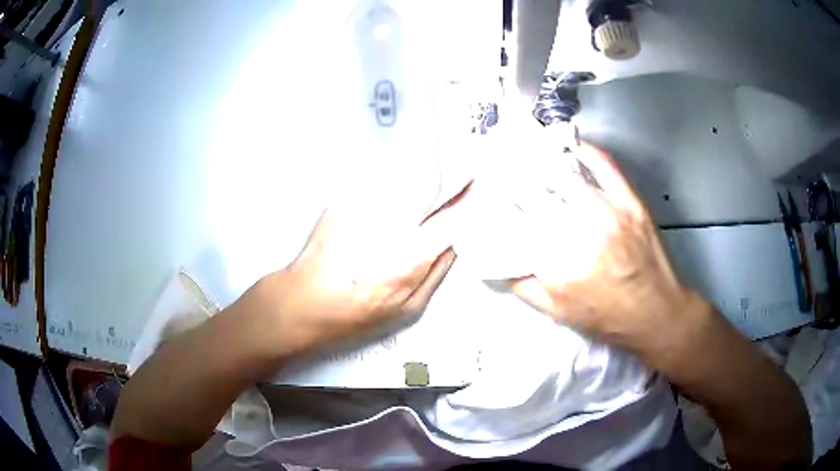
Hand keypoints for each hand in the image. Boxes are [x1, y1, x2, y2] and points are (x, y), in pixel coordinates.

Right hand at [237, 201, 458, 355]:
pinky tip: (414, 272)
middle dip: (445, 255)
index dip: (442, 238)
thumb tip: (346, 201)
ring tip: (442, 247)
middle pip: (429, 281)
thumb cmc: (291, 301)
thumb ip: (333, 228)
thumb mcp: (312, 259)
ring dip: (434, 272)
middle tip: (454, 229)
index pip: (423, 263)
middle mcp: (388, 313)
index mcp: (379, 296)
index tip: (456, 215)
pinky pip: (408, 303)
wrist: (271, 334)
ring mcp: (381, 323)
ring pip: (421, 295)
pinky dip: (419, 285)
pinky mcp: (371, 326)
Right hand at [512, 143, 696, 352]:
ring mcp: (607, 215)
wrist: (655, 314)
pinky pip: (605, 167)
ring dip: (545, 166)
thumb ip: (525, 288)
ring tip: (535, 161)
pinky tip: (575, 149)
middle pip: (537, 195)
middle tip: (511, 176)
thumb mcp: (558, 313)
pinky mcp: (629, 204)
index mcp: (557, 265)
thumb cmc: (608, 317)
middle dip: (519, 183)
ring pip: (565, 176)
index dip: (504, 207)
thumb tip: (503, 264)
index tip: (497, 199)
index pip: (518, 223)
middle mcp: (579, 235)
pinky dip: (588, 152)